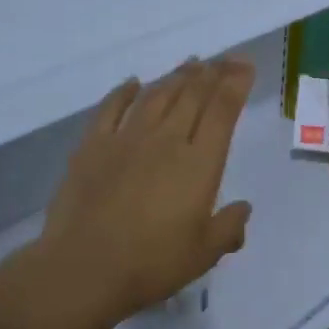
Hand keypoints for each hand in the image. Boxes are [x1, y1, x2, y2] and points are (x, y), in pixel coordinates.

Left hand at [34, 57, 254, 328]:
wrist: (84, 269)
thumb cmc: (152, 265)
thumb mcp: (203, 254)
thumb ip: (228, 228)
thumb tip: (243, 209)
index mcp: (199, 164)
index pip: (222, 111)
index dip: (235, 84)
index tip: (243, 66)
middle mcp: (166, 141)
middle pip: (192, 95)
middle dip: (211, 73)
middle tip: (223, 59)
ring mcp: (126, 140)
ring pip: (156, 96)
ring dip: (175, 77)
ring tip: (189, 65)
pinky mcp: (92, 147)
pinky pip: (111, 108)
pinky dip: (124, 92)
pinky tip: (133, 83)